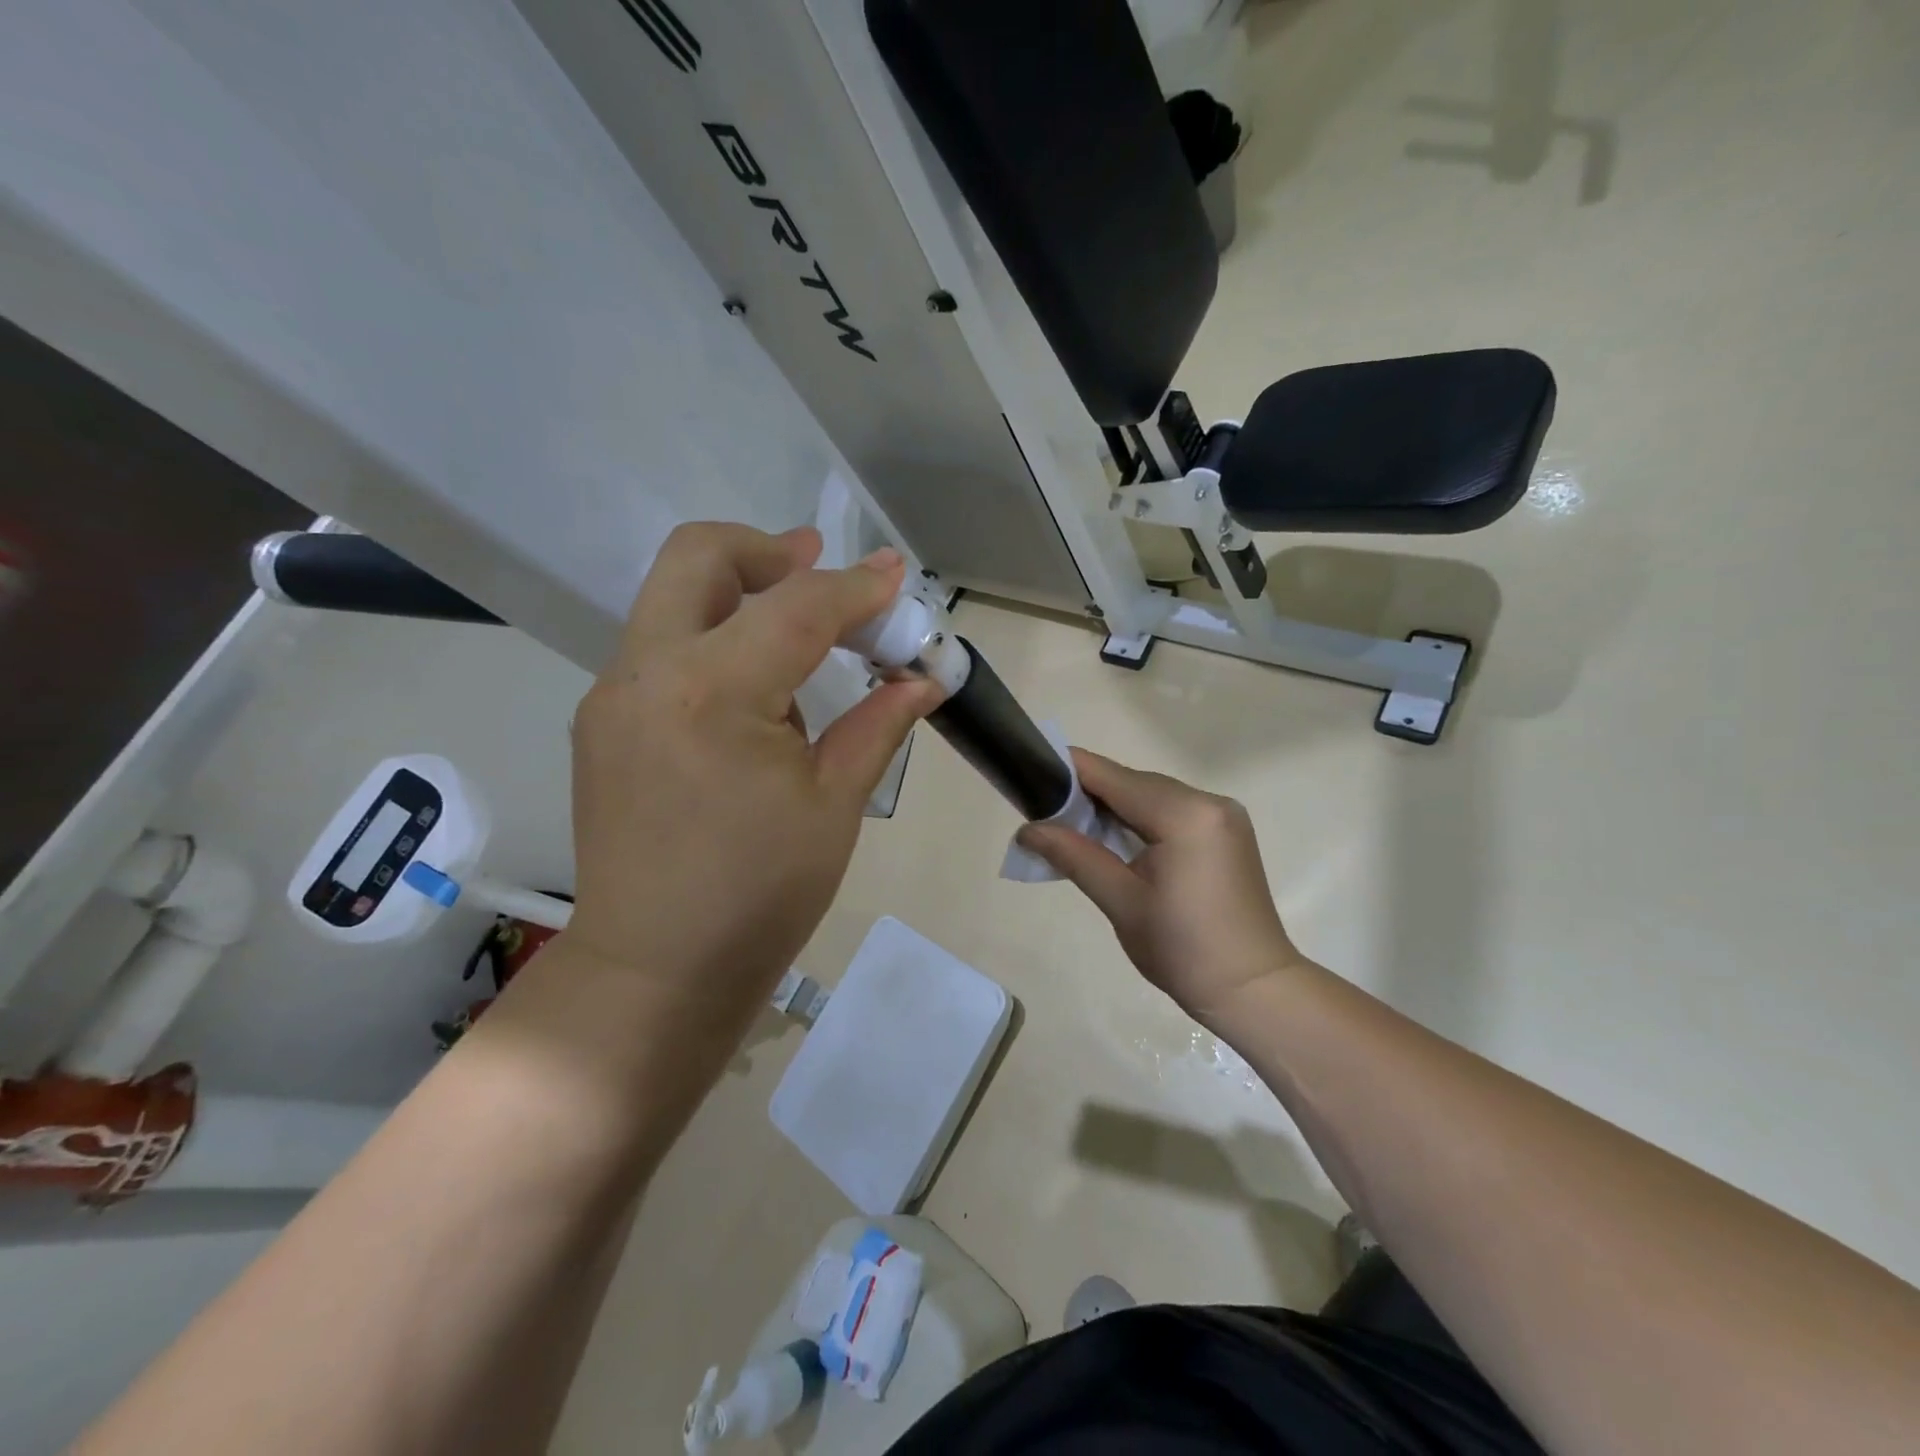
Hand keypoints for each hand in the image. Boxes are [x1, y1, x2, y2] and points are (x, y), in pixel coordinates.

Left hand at [563, 523, 942, 1042]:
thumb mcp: (834, 806)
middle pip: (700, 555)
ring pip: (673, 596)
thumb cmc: (758, 896)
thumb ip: (877, 724)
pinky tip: (754, 692)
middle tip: (819, 567)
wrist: (655, 971)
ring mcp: (614, 694)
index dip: (856, 589)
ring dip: (740, 592)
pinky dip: (713, 638)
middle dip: (769, 550)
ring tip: (800, 637)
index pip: (796, 608)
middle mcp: (647, 671)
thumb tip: (923, 678)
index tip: (896, 577)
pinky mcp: (604, 720)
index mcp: (712, 693)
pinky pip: (661, 646)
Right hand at [1016, 750, 1306, 1021]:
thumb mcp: (1121, 901)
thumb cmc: (1183, 950)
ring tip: (1073, 829)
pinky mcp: (1227, 832)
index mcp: (1184, 814)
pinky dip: (1141, 819)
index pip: (1114, 777)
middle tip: (1047, 814)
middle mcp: (1208, 802)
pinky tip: (1116, 841)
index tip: (1032, 774)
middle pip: (1134, 783)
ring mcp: (1223, 816)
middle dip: (1090, 794)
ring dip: (1115, 808)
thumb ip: (1074, 855)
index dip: (1070, 771)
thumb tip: (1027, 829)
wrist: (1252, 989)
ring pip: (1153, 796)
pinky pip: (1173, 811)